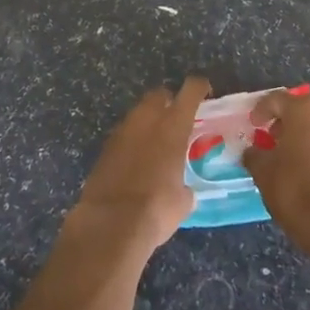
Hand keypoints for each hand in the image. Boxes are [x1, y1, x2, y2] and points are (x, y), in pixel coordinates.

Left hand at [72, 76, 209, 253]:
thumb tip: (183, 191)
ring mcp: (122, 131)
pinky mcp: (104, 147)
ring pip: (138, 112)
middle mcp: (147, 119)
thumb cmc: (157, 208)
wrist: (111, 223)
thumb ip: (185, 186)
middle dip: (168, 101)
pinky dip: (131, 140)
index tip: (204, 91)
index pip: (190, 91)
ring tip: (156, 142)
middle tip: (176, 119)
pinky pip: (123, 133)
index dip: (199, 86)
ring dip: (148, 120)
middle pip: (159, 94)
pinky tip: (136, 160)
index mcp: (173, 125)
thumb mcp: (183, 201)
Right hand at [241, 87, 309, 257]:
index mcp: (304, 108)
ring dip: (303, 132)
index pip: (276, 99)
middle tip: (271, 136)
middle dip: (285, 119)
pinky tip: (307, 166)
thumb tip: (253, 151)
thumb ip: (255, 154)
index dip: (260, 111)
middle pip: (301, 108)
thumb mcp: (263, 171)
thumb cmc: (294, 188)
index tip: (253, 125)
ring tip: (289, 154)